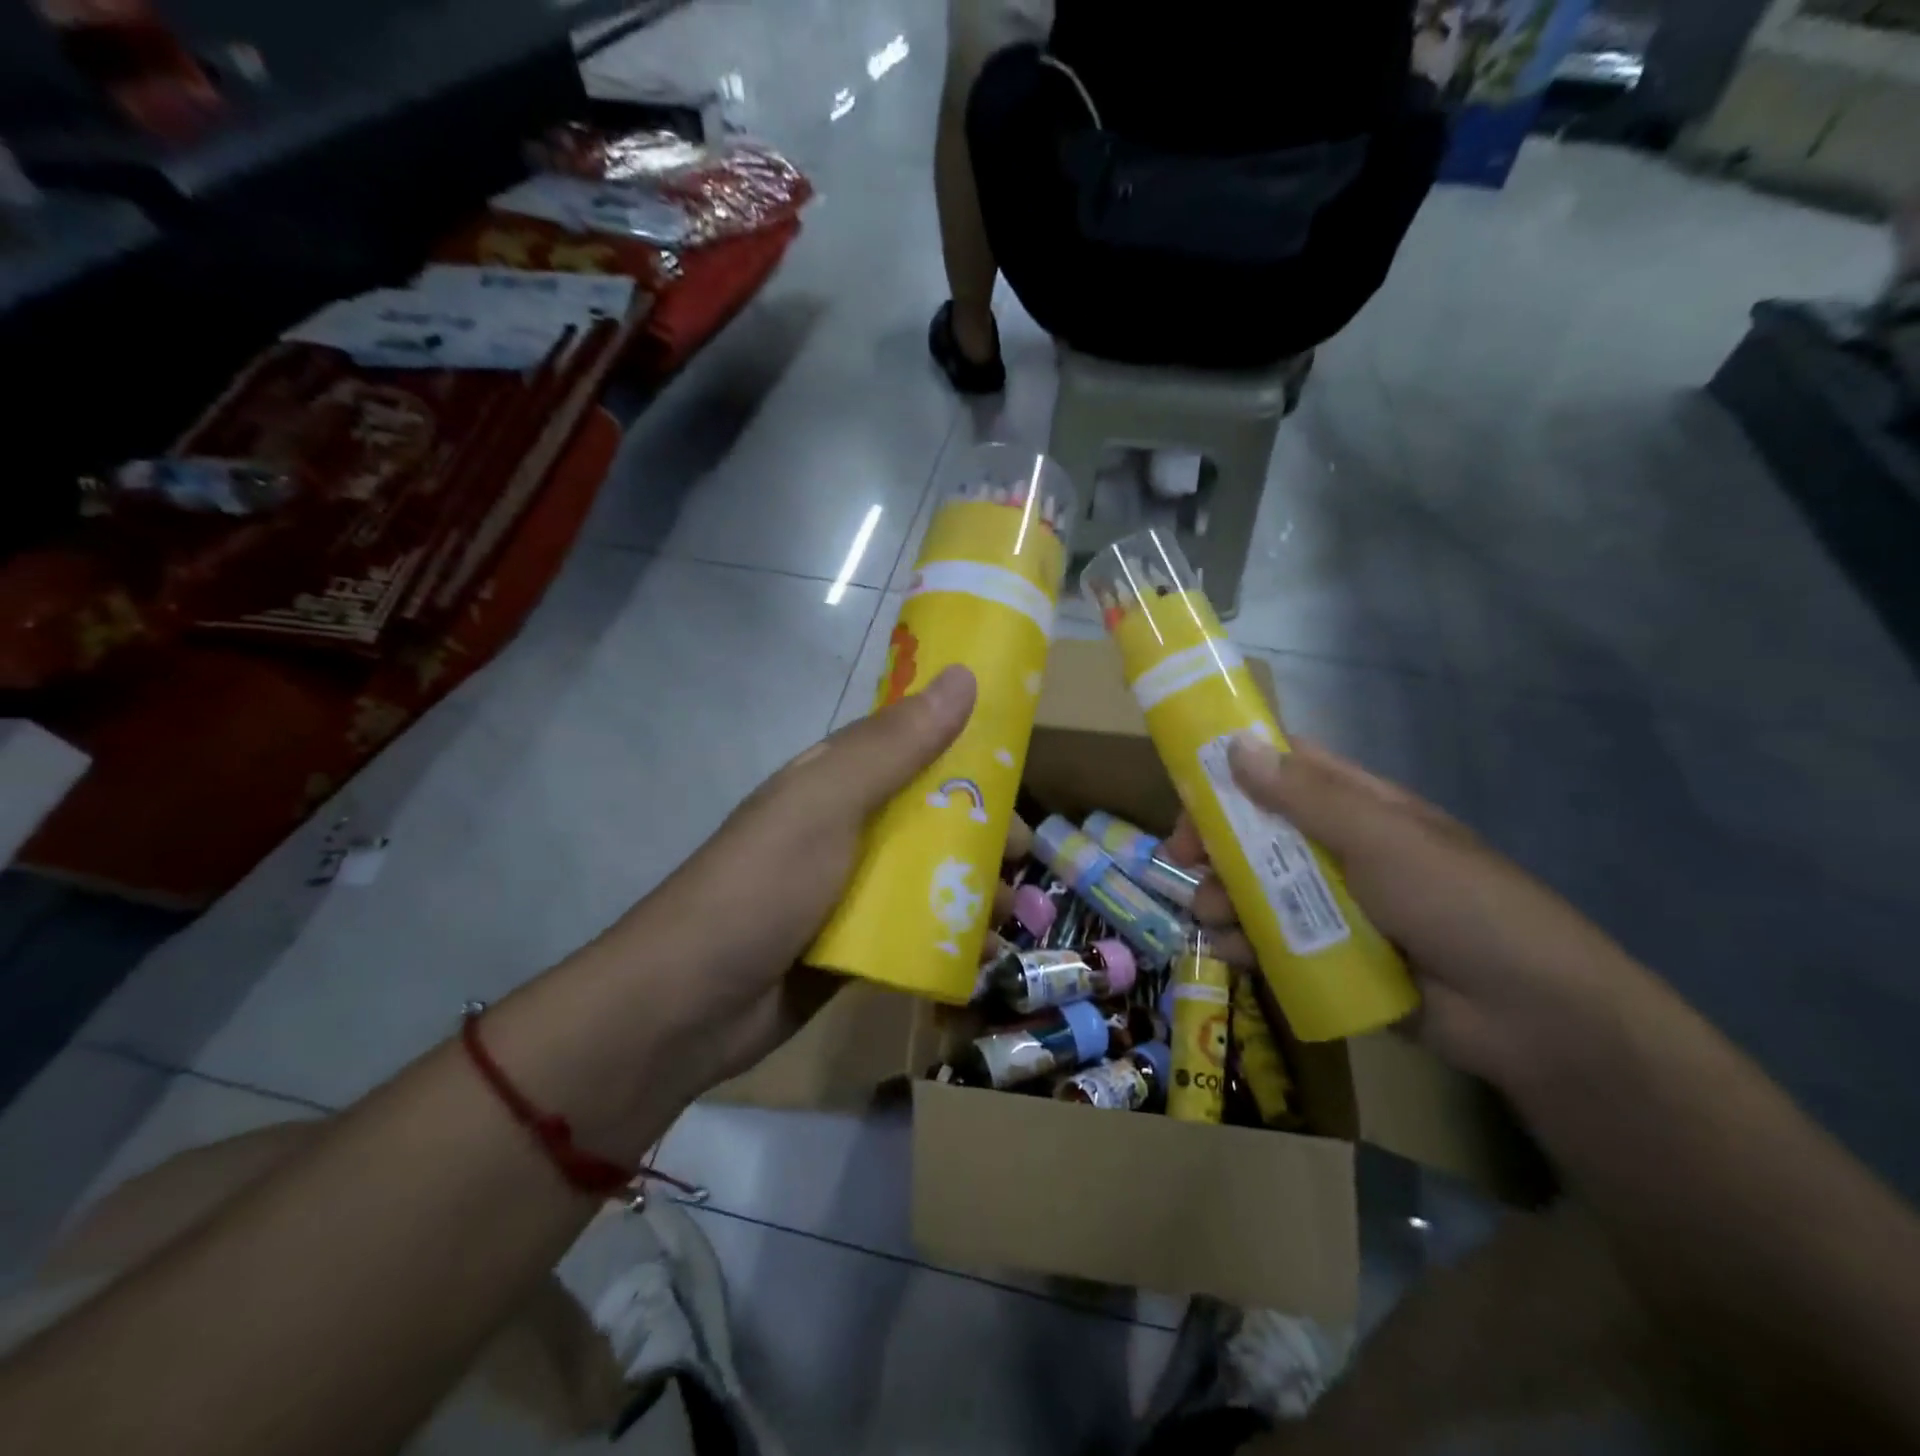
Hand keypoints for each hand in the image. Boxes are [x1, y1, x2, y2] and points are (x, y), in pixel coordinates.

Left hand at [582, 665, 978, 1101]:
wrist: (688, 1007)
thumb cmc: (762, 887)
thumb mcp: (827, 804)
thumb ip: (895, 746)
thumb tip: (964, 677)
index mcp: (837, 782)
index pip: (912, 747)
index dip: (965, 749)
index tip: (1019, 765)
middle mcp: (847, 829)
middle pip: (931, 816)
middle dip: (982, 830)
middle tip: (1022, 855)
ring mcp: (850, 891)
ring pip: (930, 876)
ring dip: (975, 889)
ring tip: (1010, 912)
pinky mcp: (856, 946)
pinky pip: (918, 932)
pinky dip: (954, 938)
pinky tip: (985, 955)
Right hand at [1167, 735, 1653, 1089]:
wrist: (1532, 1018)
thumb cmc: (1459, 904)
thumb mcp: (1382, 840)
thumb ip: (1305, 797)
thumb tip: (1236, 745)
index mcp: (1357, 808)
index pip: (1284, 771)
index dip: (1233, 770)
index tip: (1187, 786)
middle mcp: (1339, 851)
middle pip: (1256, 833)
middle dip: (1214, 844)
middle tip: (1181, 860)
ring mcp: (1334, 906)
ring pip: (1256, 889)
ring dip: (1222, 897)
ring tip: (1213, 918)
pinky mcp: (1330, 956)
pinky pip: (1271, 940)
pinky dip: (1244, 943)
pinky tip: (1232, 952)